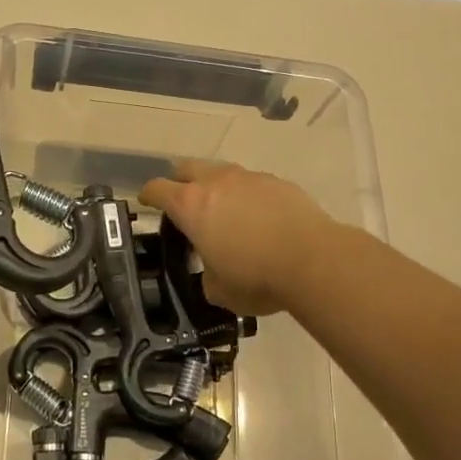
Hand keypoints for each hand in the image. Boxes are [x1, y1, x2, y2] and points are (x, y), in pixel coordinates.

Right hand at [139, 161, 338, 315]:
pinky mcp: (278, 182)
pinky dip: (248, 197)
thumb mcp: (218, 290)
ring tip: (226, 215)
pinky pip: (253, 183)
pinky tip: (260, 220)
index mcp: (191, 205)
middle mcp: (216, 182)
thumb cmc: (256, 277)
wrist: (313, 261)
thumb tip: (212, 273)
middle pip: (186, 169)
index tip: (147, 203)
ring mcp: (249, 178)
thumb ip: (206, 276)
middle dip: (180, 183)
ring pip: (222, 173)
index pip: (157, 189)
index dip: (148, 196)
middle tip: (185, 207)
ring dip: (216, 188)